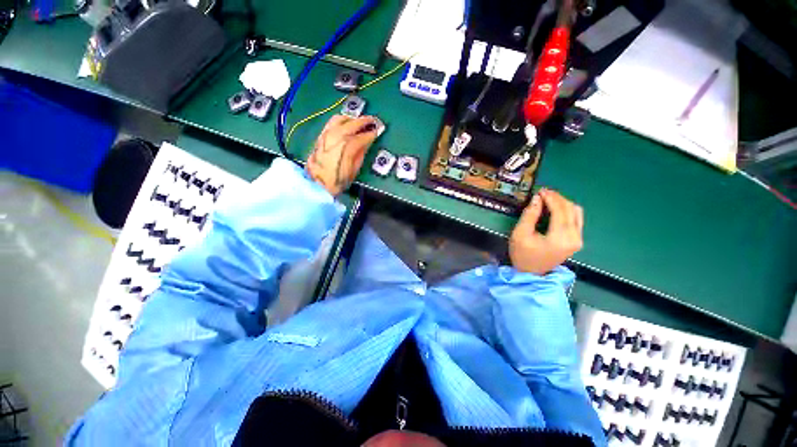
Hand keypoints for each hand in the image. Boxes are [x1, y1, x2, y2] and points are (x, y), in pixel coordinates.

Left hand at [306, 115, 381, 195]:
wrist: (317, 183)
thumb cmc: (337, 180)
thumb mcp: (354, 170)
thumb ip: (361, 154)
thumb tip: (366, 143)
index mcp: (348, 146)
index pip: (364, 136)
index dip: (372, 133)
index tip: (378, 131)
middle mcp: (338, 135)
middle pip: (354, 123)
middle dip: (365, 121)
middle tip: (373, 121)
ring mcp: (328, 133)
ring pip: (342, 118)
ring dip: (352, 119)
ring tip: (359, 122)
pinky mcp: (321, 135)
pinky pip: (332, 122)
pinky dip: (341, 120)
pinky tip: (346, 124)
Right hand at [509, 188, 583, 274]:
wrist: (531, 274)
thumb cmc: (523, 255)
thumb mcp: (520, 234)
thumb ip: (529, 215)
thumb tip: (537, 199)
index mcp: (560, 237)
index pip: (560, 210)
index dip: (550, 198)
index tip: (540, 191)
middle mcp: (574, 238)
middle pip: (571, 209)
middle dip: (557, 198)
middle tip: (542, 193)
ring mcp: (578, 240)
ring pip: (576, 212)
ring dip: (563, 203)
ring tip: (548, 200)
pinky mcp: (576, 241)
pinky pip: (576, 219)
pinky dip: (566, 211)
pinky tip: (555, 209)